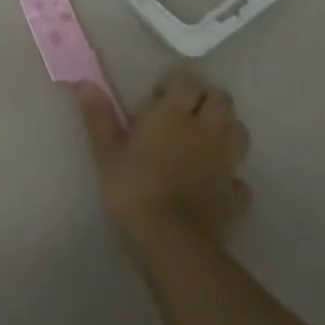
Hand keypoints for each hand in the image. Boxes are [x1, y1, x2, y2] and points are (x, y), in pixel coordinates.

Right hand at [76, 70, 251, 255]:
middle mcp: (206, 131)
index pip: (188, 81)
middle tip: (184, 114)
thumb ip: (98, 116)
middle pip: (222, 100)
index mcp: (174, 114)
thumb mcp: (106, 152)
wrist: (171, 243)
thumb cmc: (133, 190)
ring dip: (225, 131)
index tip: (158, 97)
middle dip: (207, 100)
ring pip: (239, 132)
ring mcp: (226, 163)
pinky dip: (231, 177)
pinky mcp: (237, 196)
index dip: (177, 84)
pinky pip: (240, 178)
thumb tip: (84, 83)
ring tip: (203, 142)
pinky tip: (214, 185)